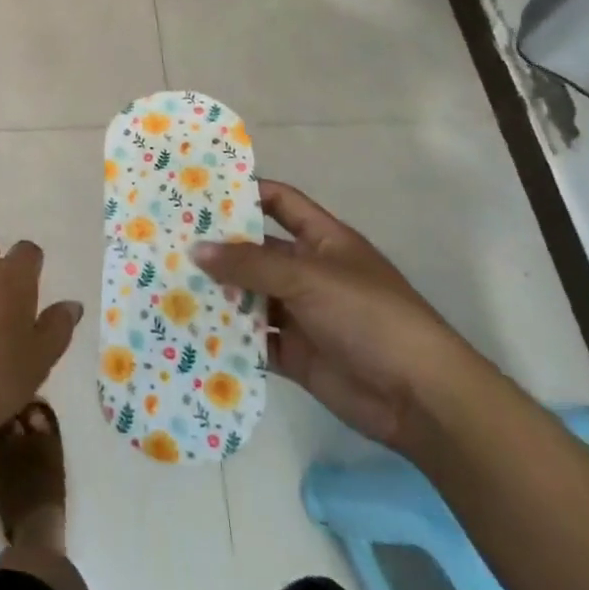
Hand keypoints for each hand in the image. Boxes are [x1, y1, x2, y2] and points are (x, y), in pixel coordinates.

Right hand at [193, 180, 483, 450]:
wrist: (421, 398)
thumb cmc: (369, 316)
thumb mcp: (308, 278)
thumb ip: (250, 264)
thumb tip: (195, 249)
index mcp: (323, 241)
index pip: (280, 203)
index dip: (246, 193)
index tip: (200, 191)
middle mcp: (309, 273)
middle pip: (256, 252)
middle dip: (219, 249)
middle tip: (167, 241)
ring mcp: (302, 315)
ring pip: (250, 297)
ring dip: (218, 293)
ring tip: (168, 284)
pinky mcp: (296, 355)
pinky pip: (254, 340)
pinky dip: (228, 336)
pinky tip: (191, 330)